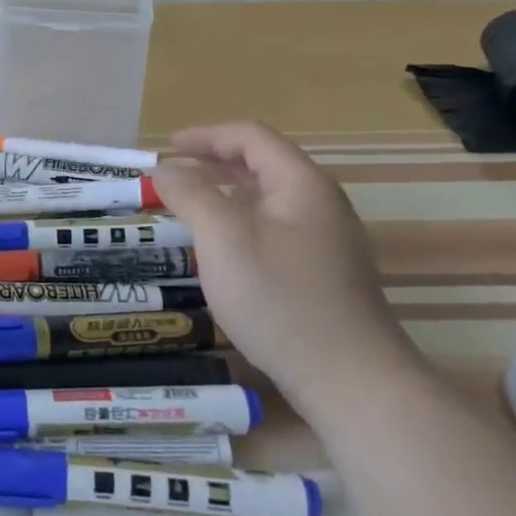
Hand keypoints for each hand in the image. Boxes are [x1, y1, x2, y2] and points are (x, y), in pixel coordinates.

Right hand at [154, 121, 422, 407]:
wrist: (349, 379)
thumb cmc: (279, 297)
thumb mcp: (223, 237)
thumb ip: (191, 194)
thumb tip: (165, 168)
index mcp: (301, 184)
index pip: (251, 137)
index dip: (206, 136)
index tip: (167, 148)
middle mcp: (319, 204)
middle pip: (262, 166)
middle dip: (213, 164)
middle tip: (172, 176)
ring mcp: (326, 242)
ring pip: (267, 202)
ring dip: (225, 196)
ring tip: (188, 209)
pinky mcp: (323, 275)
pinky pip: (274, 231)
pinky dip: (240, 225)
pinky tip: (221, 252)